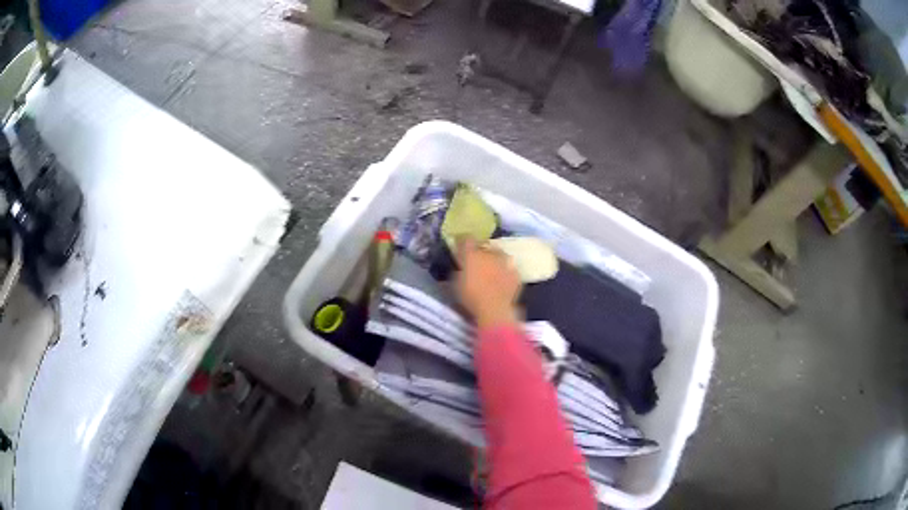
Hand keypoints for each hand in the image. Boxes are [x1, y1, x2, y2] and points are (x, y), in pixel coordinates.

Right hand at [455, 237, 521, 328]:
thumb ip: (458, 270)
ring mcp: (505, 262)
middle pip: (485, 246)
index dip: (463, 242)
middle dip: (480, 252)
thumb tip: (459, 266)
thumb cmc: (470, 297)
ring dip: (494, 260)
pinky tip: (502, 282)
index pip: (467, 239)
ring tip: (491, 272)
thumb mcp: (456, 284)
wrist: (494, 309)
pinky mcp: (516, 273)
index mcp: (472, 254)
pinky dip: (506, 272)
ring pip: (499, 255)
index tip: (461, 247)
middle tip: (476, 263)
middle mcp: (490, 253)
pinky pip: (509, 269)